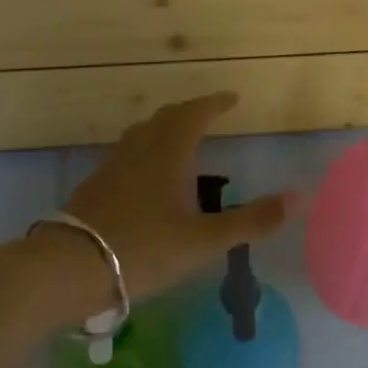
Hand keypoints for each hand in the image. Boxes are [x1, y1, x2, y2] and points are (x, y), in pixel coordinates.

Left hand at [65, 92, 293, 304]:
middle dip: (190, 112)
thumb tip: (299, 197)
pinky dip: (145, 150)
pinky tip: (145, 176)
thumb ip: (251, 221)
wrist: (67, 269)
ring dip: (164, 128)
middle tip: (209, 114)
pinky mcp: (94, 187)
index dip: (214, 104)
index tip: (232, 99)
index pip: (194, 115)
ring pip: (141, 134)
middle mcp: (139, 151)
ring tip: (179, 138)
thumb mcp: (204, 241)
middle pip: (165, 118)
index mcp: (168, 154)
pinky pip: (126, 154)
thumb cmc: (142, 249)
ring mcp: (112, 167)